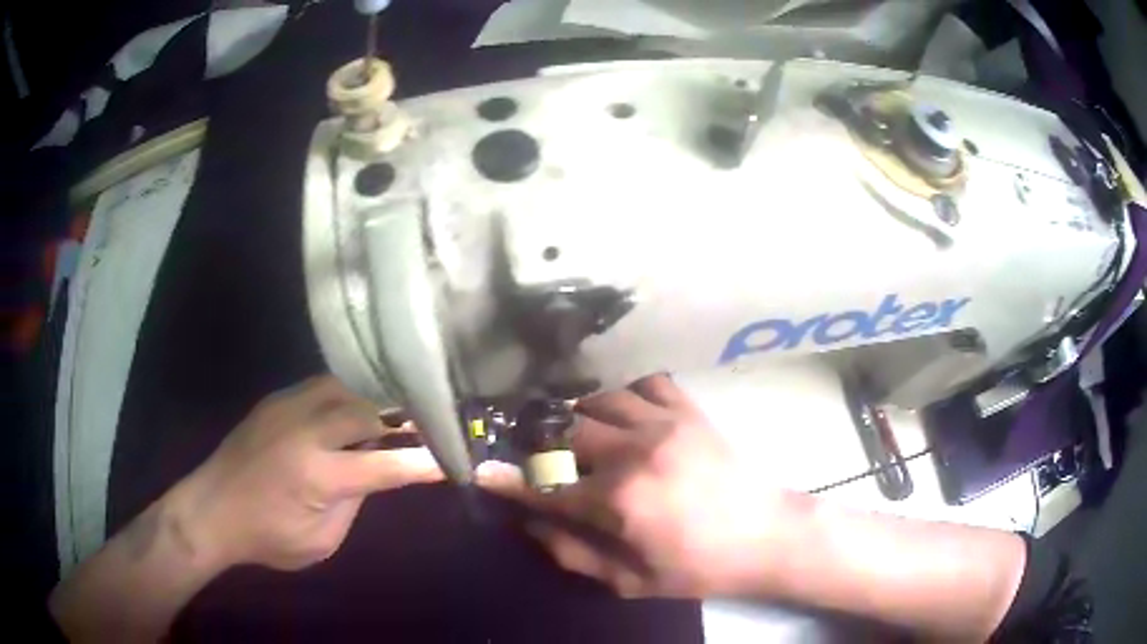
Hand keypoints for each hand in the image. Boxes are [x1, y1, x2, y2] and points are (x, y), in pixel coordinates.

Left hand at [170, 375, 442, 572]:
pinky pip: (320, 386)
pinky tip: (350, 410)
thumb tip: (374, 472)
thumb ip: (353, 503)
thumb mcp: (320, 540)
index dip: (422, 463)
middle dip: (399, 421)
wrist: (211, 510)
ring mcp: (286, 408)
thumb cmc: (267, 537)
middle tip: (421, 429)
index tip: (451, 458)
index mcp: (317, 474)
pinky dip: (344, 396)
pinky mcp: (274, 400)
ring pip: (344, 388)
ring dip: (371, 402)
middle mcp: (305, 431)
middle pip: (367, 412)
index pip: (385, 466)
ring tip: (389, 415)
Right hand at [478, 374, 806, 598]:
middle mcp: (633, 451)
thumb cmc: (698, 567)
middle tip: (531, 451)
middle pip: (562, 431)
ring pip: (596, 399)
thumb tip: (530, 523)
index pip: (544, 485)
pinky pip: (644, 382)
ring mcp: (663, 423)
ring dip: (577, 416)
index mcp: (618, 501)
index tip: (481, 470)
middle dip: (538, 442)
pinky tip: (623, 411)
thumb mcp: (631, 581)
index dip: (506, 480)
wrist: (765, 534)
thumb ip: (573, 554)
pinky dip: (624, 393)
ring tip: (574, 431)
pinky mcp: (688, 410)